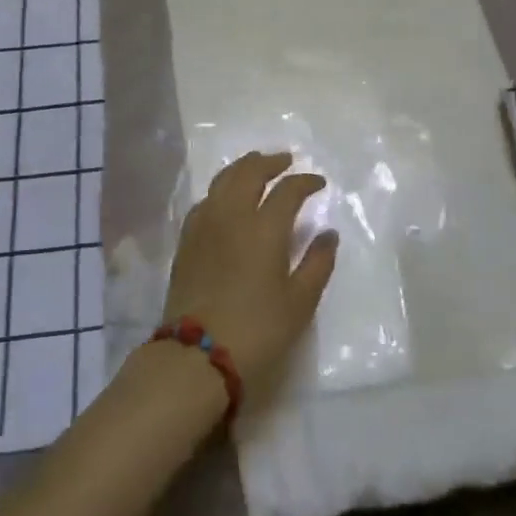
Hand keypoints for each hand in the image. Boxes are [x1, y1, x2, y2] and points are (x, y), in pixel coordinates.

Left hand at [160, 151, 337, 396]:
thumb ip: (318, 263)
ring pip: (223, 180)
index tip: (318, 183)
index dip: (305, 182)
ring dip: (243, 168)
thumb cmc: (257, 330)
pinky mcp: (187, 240)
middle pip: (249, 172)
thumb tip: (329, 234)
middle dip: (270, 162)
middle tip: (285, 160)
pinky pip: (206, 200)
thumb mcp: (299, 303)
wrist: (196, 355)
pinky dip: (221, 189)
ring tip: (255, 167)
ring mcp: (205, 224)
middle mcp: (232, 215)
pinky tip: (226, 198)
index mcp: (264, 228)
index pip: (287, 190)